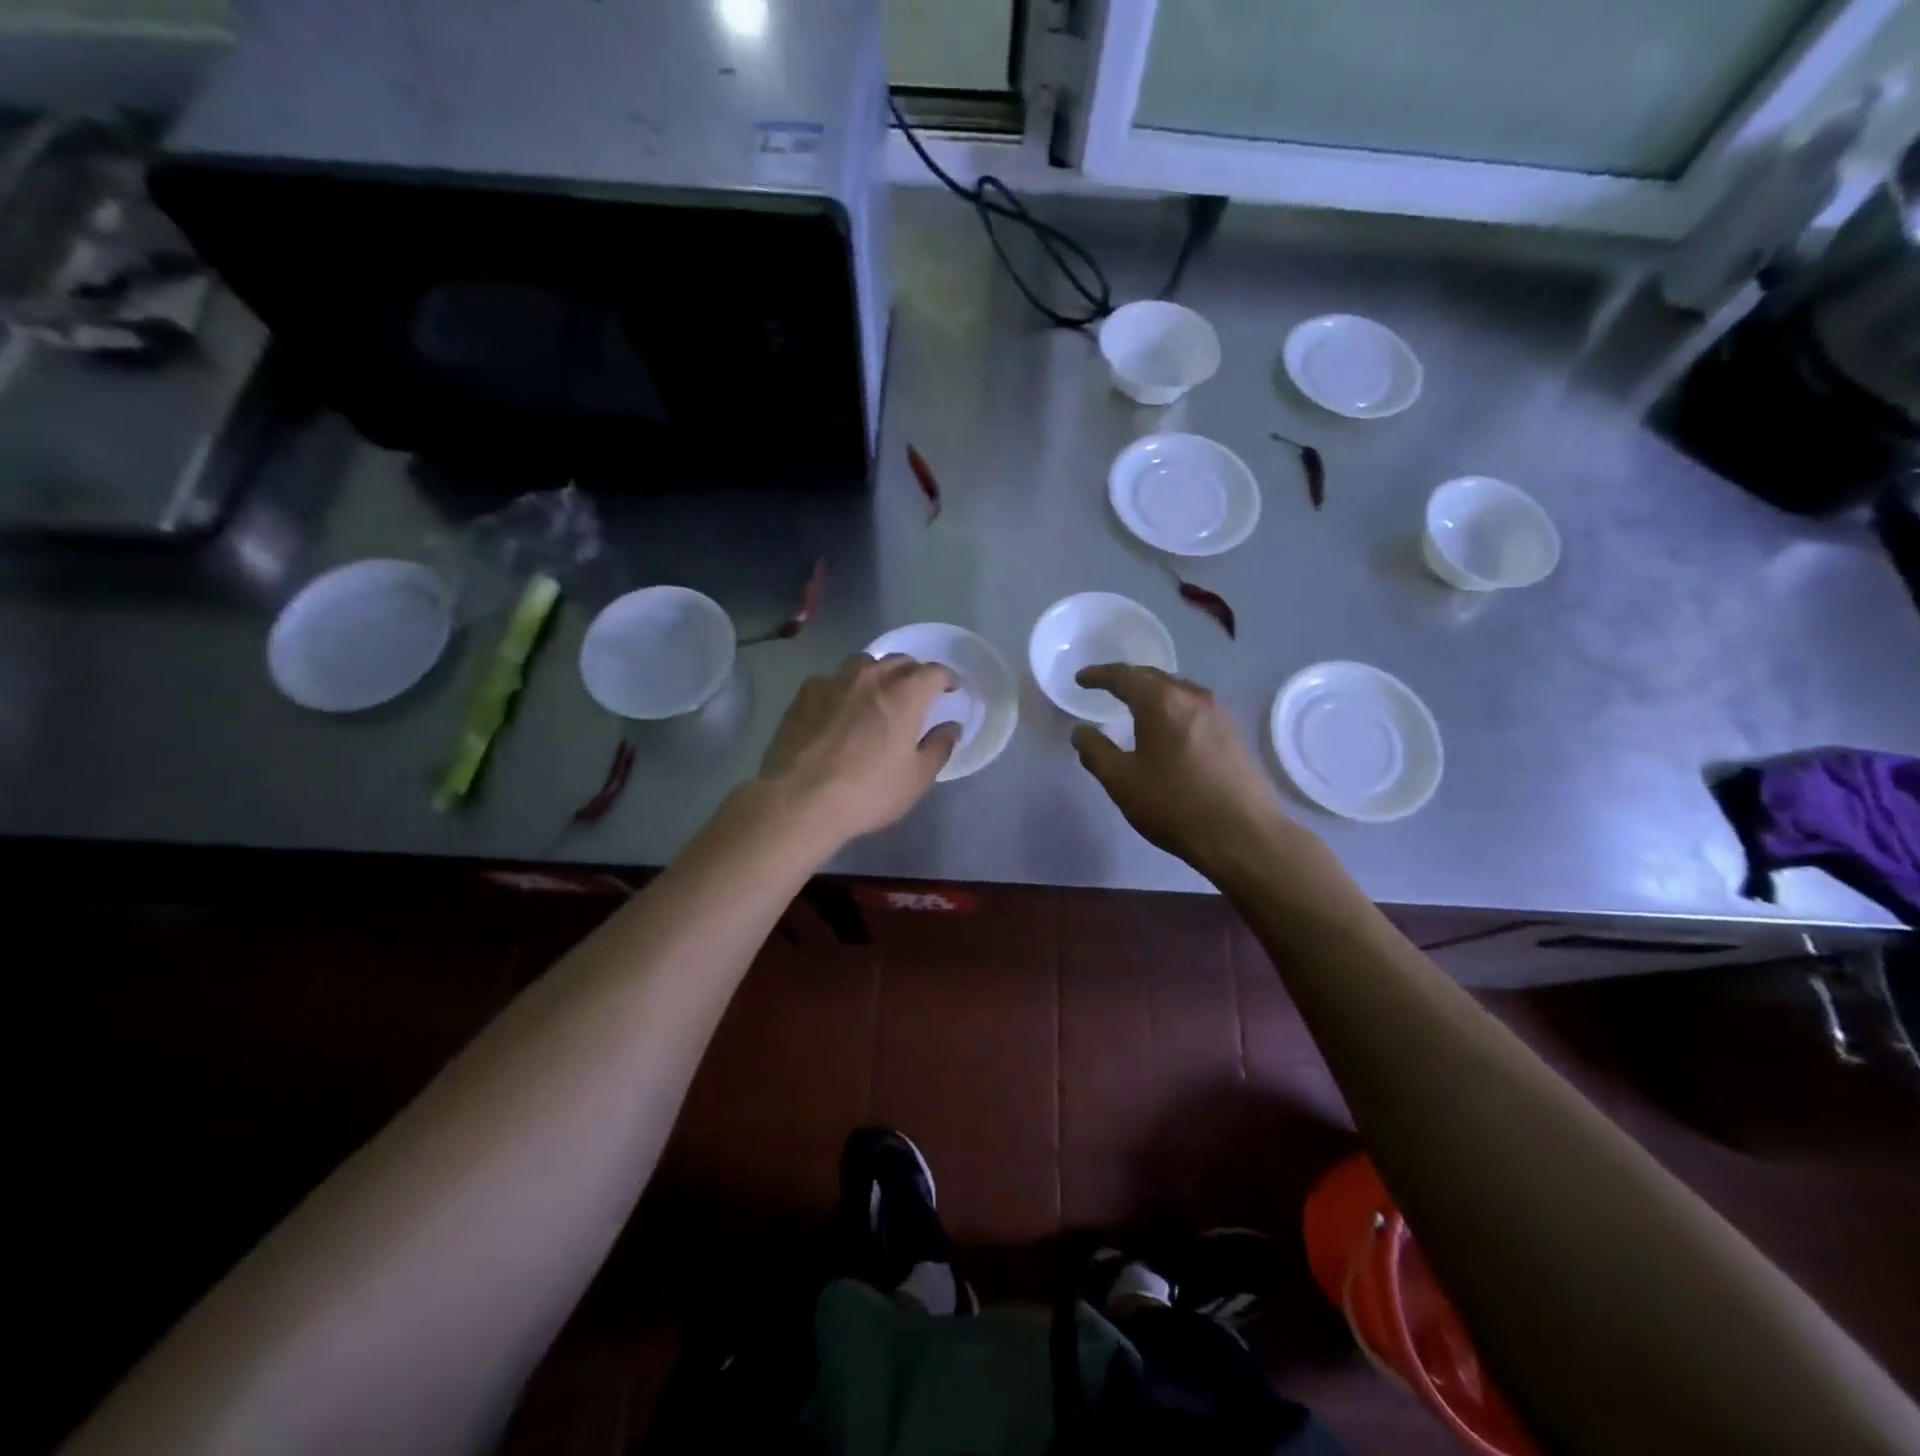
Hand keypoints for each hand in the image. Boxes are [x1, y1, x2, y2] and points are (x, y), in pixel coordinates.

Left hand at [760, 654, 959, 847]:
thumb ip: (939, 747)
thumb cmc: (868, 792)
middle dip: (913, 673)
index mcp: (905, 694)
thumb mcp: (916, 778)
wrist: (800, 799)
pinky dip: (842, 688)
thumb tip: (951, 727)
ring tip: (876, 693)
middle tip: (915, 694)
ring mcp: (834, 682)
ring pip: (863, 664)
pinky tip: (837, 708)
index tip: (950, 689)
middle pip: (899, 661)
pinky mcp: (804, 694)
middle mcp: (871, 678)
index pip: (934, 672)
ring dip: (876, 673)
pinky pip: (831, 680)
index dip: (946, 678)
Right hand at [1071, 665, 1303, 877]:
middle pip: (1154, 677)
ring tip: (1135, 705)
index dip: (1099, 675)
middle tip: (1105, 687)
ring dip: (1153, 693)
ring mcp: (1219, 714)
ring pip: (1177, 691)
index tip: (1081, 679)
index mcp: (1161, 702)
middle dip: (1127, 679)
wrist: (1242, 835)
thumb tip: (1080, 731)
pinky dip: (1172, 709)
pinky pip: (1194, 709)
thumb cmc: (1173, 804)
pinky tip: (1168, 728)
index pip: (1124, 676)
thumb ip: (1096, 751)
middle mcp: (1192, 697)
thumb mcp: (1121, 781)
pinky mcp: (1234, 734)